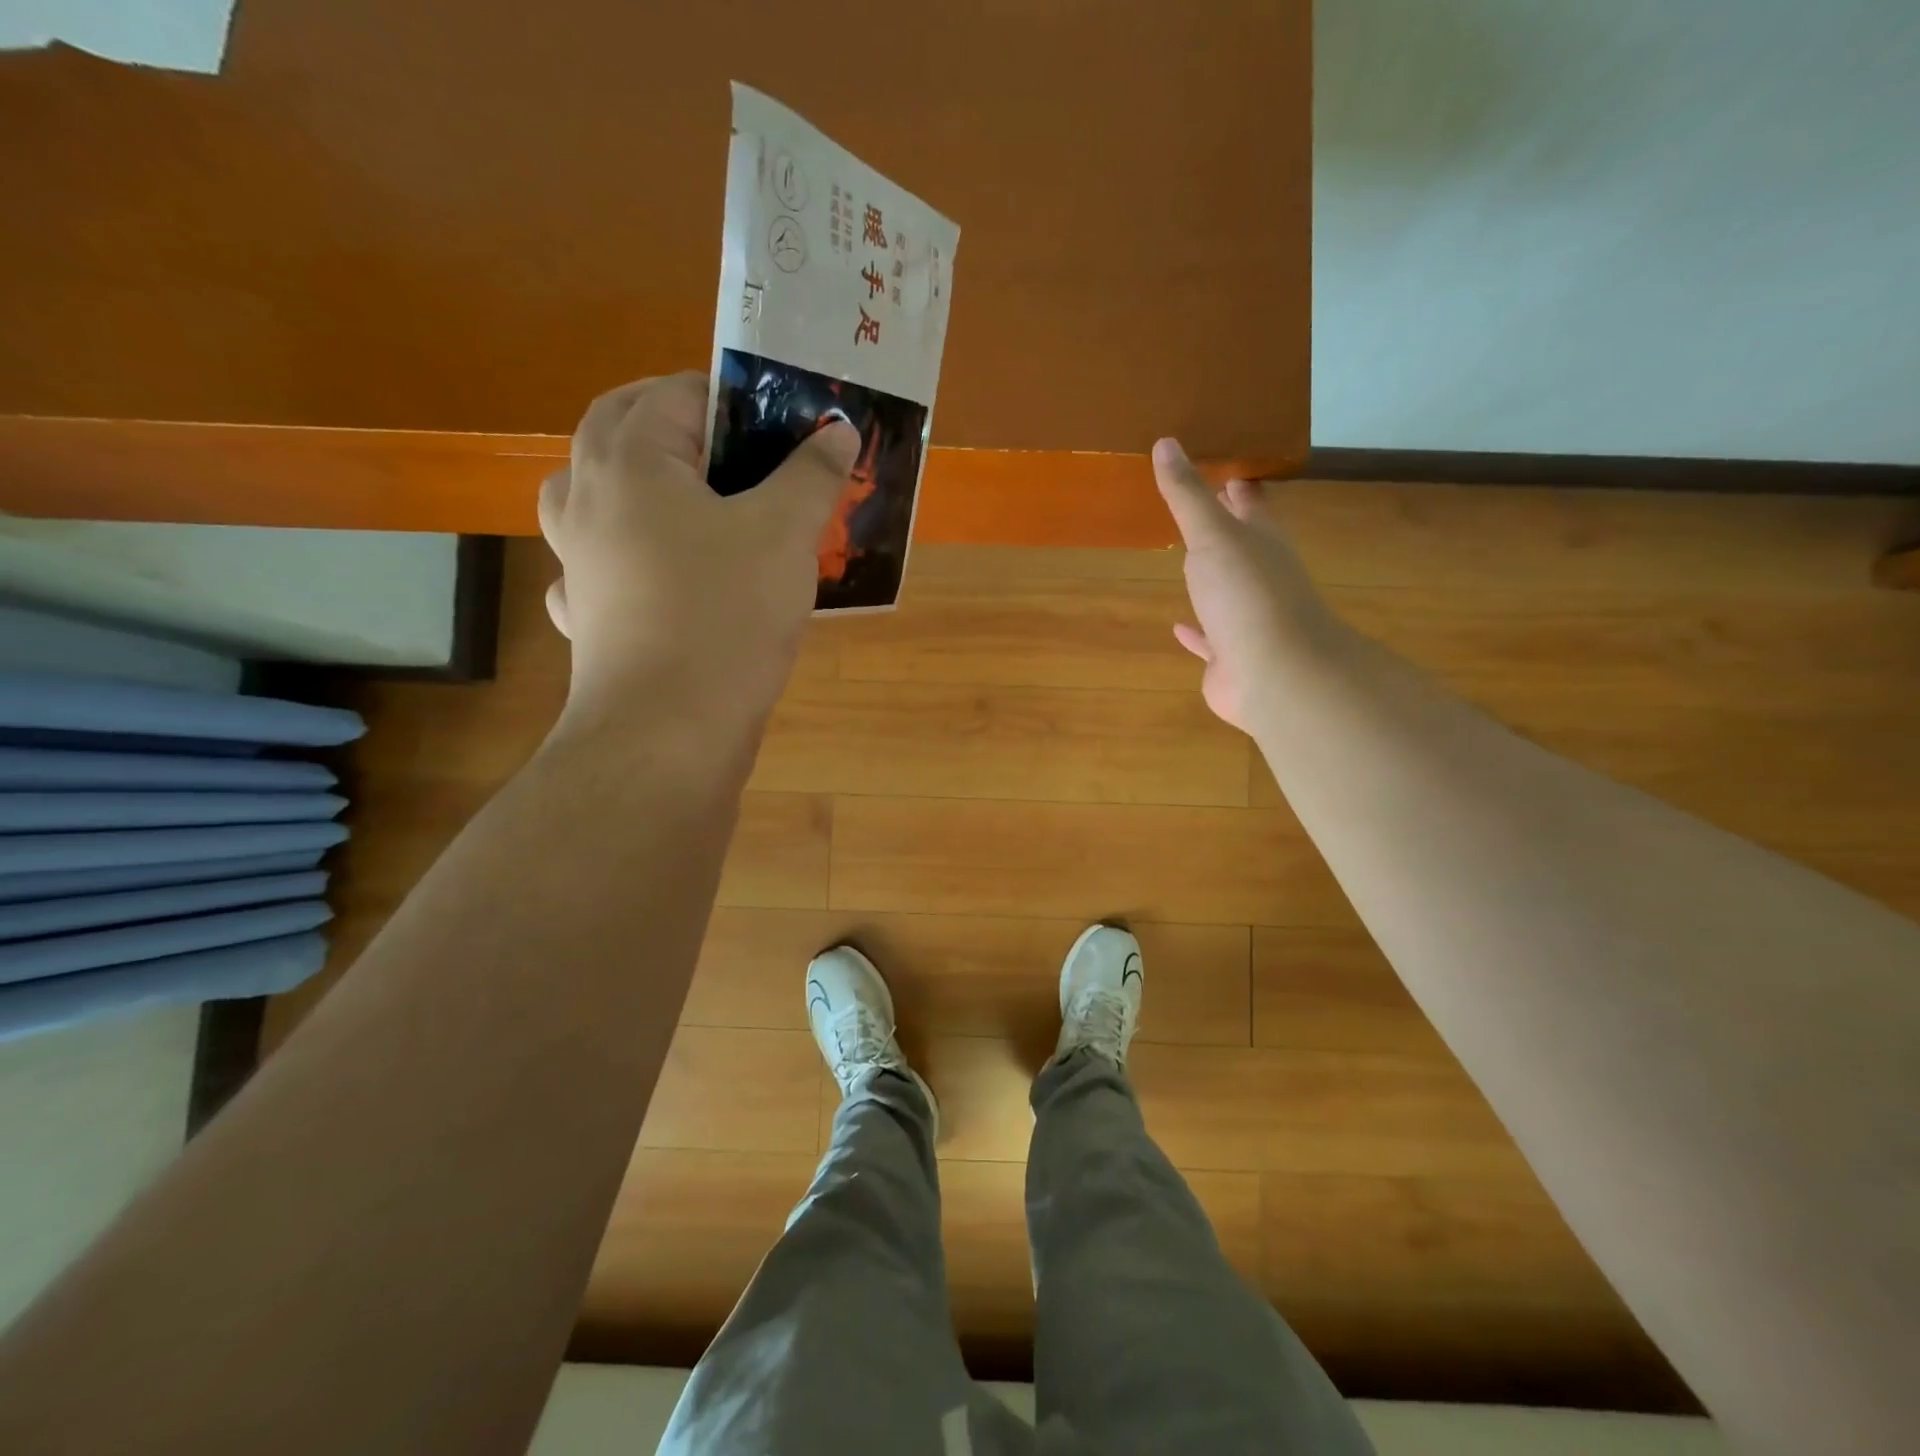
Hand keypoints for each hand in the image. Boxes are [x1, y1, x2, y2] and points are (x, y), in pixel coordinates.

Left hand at [539, 372, 858, 739]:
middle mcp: (588, 500)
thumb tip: (837, 429)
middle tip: (729, 446)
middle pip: (616, 430)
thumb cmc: (725, 614)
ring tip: (679, 500)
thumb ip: (811, 475)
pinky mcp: (587, 617)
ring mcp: (578, 562)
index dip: (727, 395)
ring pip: (588, 497)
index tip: (774, 419)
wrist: (668, 728)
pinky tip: (651, 578)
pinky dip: (618, 559)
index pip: (672, 393)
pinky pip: (594, 568)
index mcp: (631, 462)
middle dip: (670, 424)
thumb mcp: (785, 534)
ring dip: (626, 483)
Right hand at [1154, 438, 1343, 733]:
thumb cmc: (1247, 594)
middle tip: (1193, 506)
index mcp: (1262, 540)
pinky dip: (1195, 632)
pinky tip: (1177, 627)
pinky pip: (1210, 639)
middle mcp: (1260, 575)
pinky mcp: (1230, 656)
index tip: (1220, 462)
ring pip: (1226, 590)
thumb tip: (1166, 443)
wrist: (1274, 672)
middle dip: (1221, 526)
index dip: (1237, 481)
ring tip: (1184, 561)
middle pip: (1241, 543)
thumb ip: (1187, 494)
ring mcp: (1247, 618)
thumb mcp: (1212, 535)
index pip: (1252, 500)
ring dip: (1209, 577)